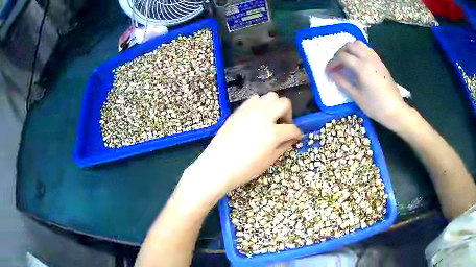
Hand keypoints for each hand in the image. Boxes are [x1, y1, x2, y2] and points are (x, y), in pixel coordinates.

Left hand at [185, 92, 302, 198]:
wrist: (218, 165)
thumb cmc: (245, 168)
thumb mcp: (269, 160)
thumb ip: (283, 146)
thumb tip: (291, 138)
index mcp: (273, 132)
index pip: (293, 128)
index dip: (297, 133)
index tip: (297, 137)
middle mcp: (263, 115)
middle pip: (284, 102)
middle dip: (287, 114)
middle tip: (283, 126)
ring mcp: (249, 110)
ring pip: (269, 97)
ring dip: (274, 107)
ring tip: (270, 120)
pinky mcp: (239, 110)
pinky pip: (254, 100)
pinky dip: (260, 105)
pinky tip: (256, 118)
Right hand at [326, 41, 410, 130]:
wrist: (395, 110)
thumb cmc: (375, 106)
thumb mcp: (356, 97)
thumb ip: (342, 83)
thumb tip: (331, 74)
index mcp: (362, 67)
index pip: (342, 57)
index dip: (333, 62)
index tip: (328, 71)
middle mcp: (368, 58)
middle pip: (350, 45)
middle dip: (340, 52)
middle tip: (337, 64)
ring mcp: (376, 59)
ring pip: (359, 44)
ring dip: (349, 49)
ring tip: (346, 61)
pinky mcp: (380, 62)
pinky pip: (367, 49)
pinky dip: (358, 51)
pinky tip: (357, 62)